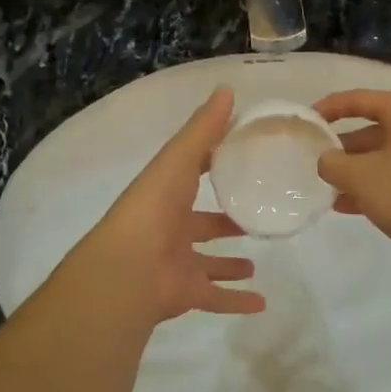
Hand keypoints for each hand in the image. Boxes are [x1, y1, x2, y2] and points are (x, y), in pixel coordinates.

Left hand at [83, 87, 265, 322]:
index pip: (191, 176)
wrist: (128, 268)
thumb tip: (227, 89)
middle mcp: (170, 228)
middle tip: (252, 219)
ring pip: (207, 263)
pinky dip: (235, 301)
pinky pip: (214, 298)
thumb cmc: (154, 207)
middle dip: (223, 224)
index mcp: (166, 195)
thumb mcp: (179, 160)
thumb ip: (204, 129)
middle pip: (201, 225)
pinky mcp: (186, 293)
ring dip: (229, 264)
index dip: (212, 167)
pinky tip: (261, 303)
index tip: (242, 162)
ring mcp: (176, 263)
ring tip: (255, 262)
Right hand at [313, 90, 390, 260]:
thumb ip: (333, 163)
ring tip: (331, 190)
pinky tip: (352, 206)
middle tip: (319, 162)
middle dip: (344, 147)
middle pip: (375, 127)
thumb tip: (327, 160)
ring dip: (358, 169)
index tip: (308, 120)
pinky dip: (378, 181)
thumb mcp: (360, 178)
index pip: (360, 99)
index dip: (330, 108)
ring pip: (387, 152)